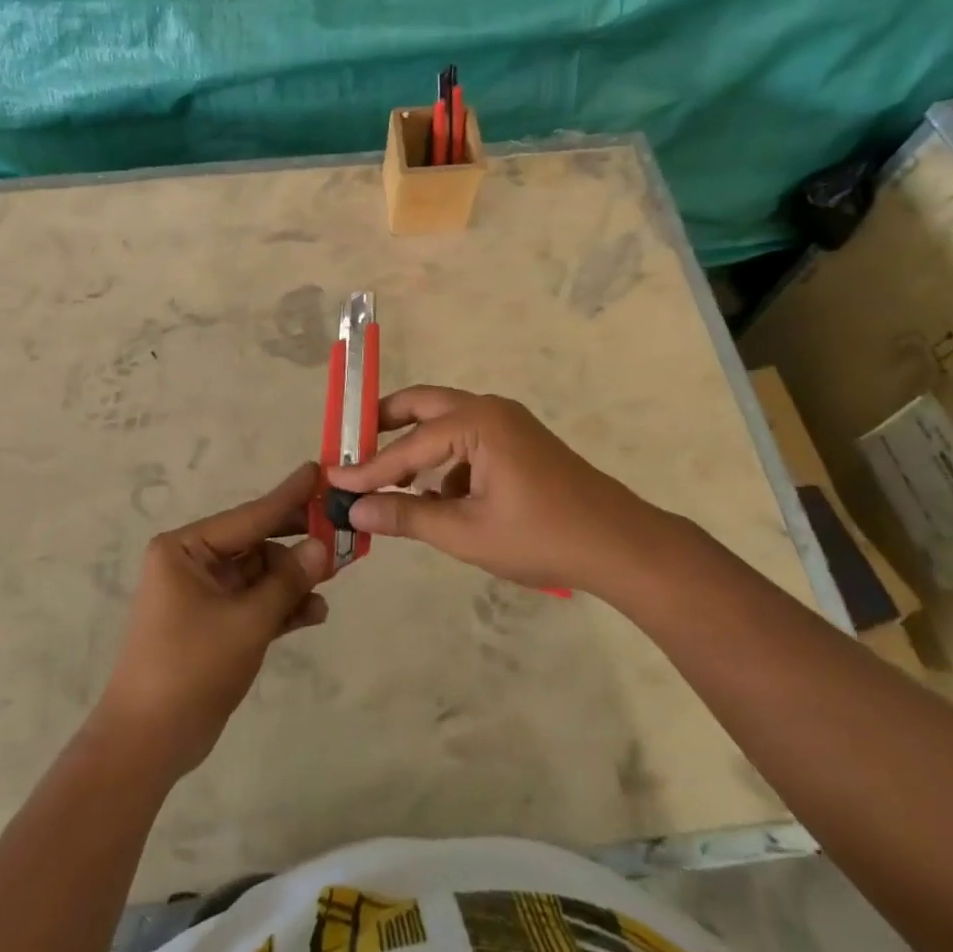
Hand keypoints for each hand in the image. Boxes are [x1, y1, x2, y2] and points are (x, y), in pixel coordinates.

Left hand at [95, 462, 332, 778]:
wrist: (148, 744)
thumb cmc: (191, 668)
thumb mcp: (247, 622)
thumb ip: (287, 582)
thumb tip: (324, 546)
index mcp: (185, 549)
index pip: (248, 516)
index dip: (288, 497)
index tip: (319, 471)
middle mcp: (191, 563)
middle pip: (255, 543)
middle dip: (296, 545)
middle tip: (340, 531)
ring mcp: (203, 595)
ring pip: (259, 575)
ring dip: (293, 581)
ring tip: (334, 580)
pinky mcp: (214, 624)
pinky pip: (254, 603)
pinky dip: (281, 607)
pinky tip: (315, 613)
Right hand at [324, 387, 685, 596]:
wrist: (619, 545)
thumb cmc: (541, 537)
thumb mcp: (466, 532)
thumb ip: (407, 516)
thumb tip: (355, 510)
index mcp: (477, 422)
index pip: (408, 444)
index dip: (368, 467)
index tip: (333, 479)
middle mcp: (489, 409)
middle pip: (422, 405)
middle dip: (384, 426)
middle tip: (351, 449)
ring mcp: (507, 422)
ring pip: (444, 423)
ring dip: (415, 447)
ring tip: (388, 482)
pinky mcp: (518, 441)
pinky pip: (467, 440)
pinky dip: (444, 462)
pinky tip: (439, 500)